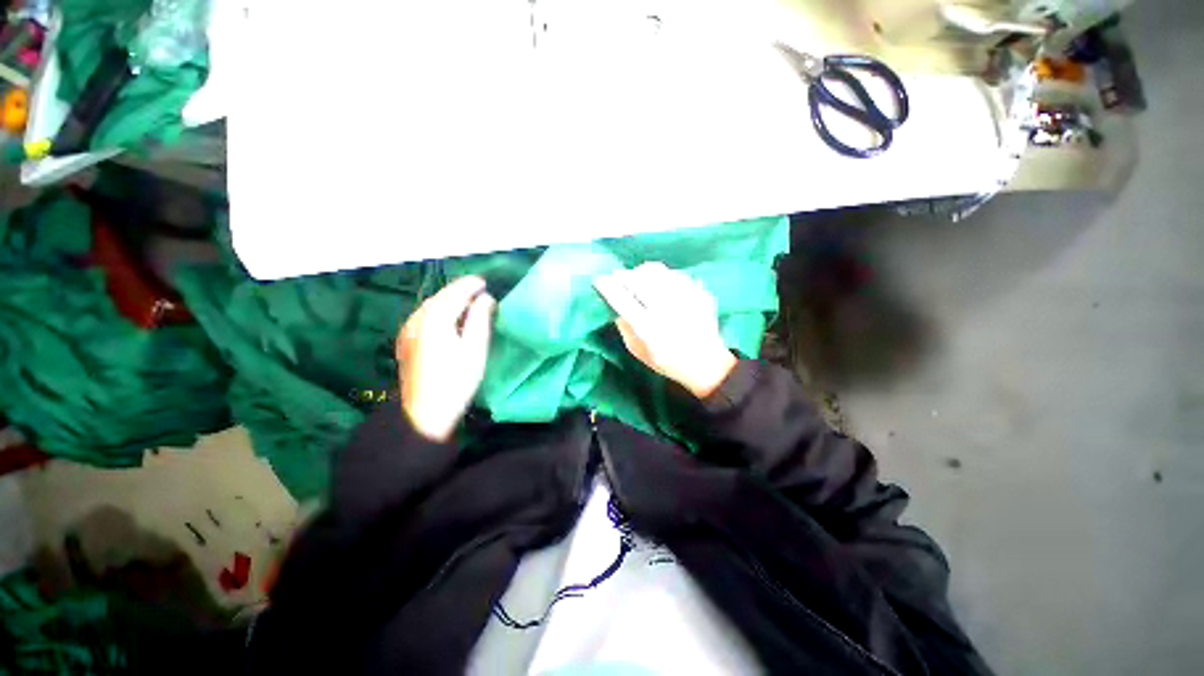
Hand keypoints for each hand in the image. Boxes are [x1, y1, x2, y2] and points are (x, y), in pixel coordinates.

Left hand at [396, 276, 496, 441]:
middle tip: (479, 290)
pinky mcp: (406, 342)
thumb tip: (486, 299)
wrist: (424, 413)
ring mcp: (408, 331)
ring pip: (430, 306)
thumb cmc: (457, 380)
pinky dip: (438, 311)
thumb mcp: (475, 348)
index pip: (455, 293)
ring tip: (467, 302)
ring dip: (449, 300)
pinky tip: (448, 318)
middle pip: (440, 297)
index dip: (471, 285)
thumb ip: (480, 319)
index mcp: (435, 319)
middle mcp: (417, 319)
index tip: (485, 282)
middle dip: (459, 290)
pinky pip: (423, 316)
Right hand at [594, 262, 737, 398]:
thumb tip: (615, 305)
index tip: (599, 279)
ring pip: (657, 271)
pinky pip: (675, 274)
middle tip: (618, 276)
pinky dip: (662, 276)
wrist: (706, 364)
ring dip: (642, 272)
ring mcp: (686, 299)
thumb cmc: (668, 361)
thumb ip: (624, 328)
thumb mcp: (639, 352)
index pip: (622, 300)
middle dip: (623, 274)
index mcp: (650, 329)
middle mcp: (667, 310)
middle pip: (639, 279)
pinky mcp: (699, 293)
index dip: (607, 286)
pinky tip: (660, 285)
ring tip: (638, 278)